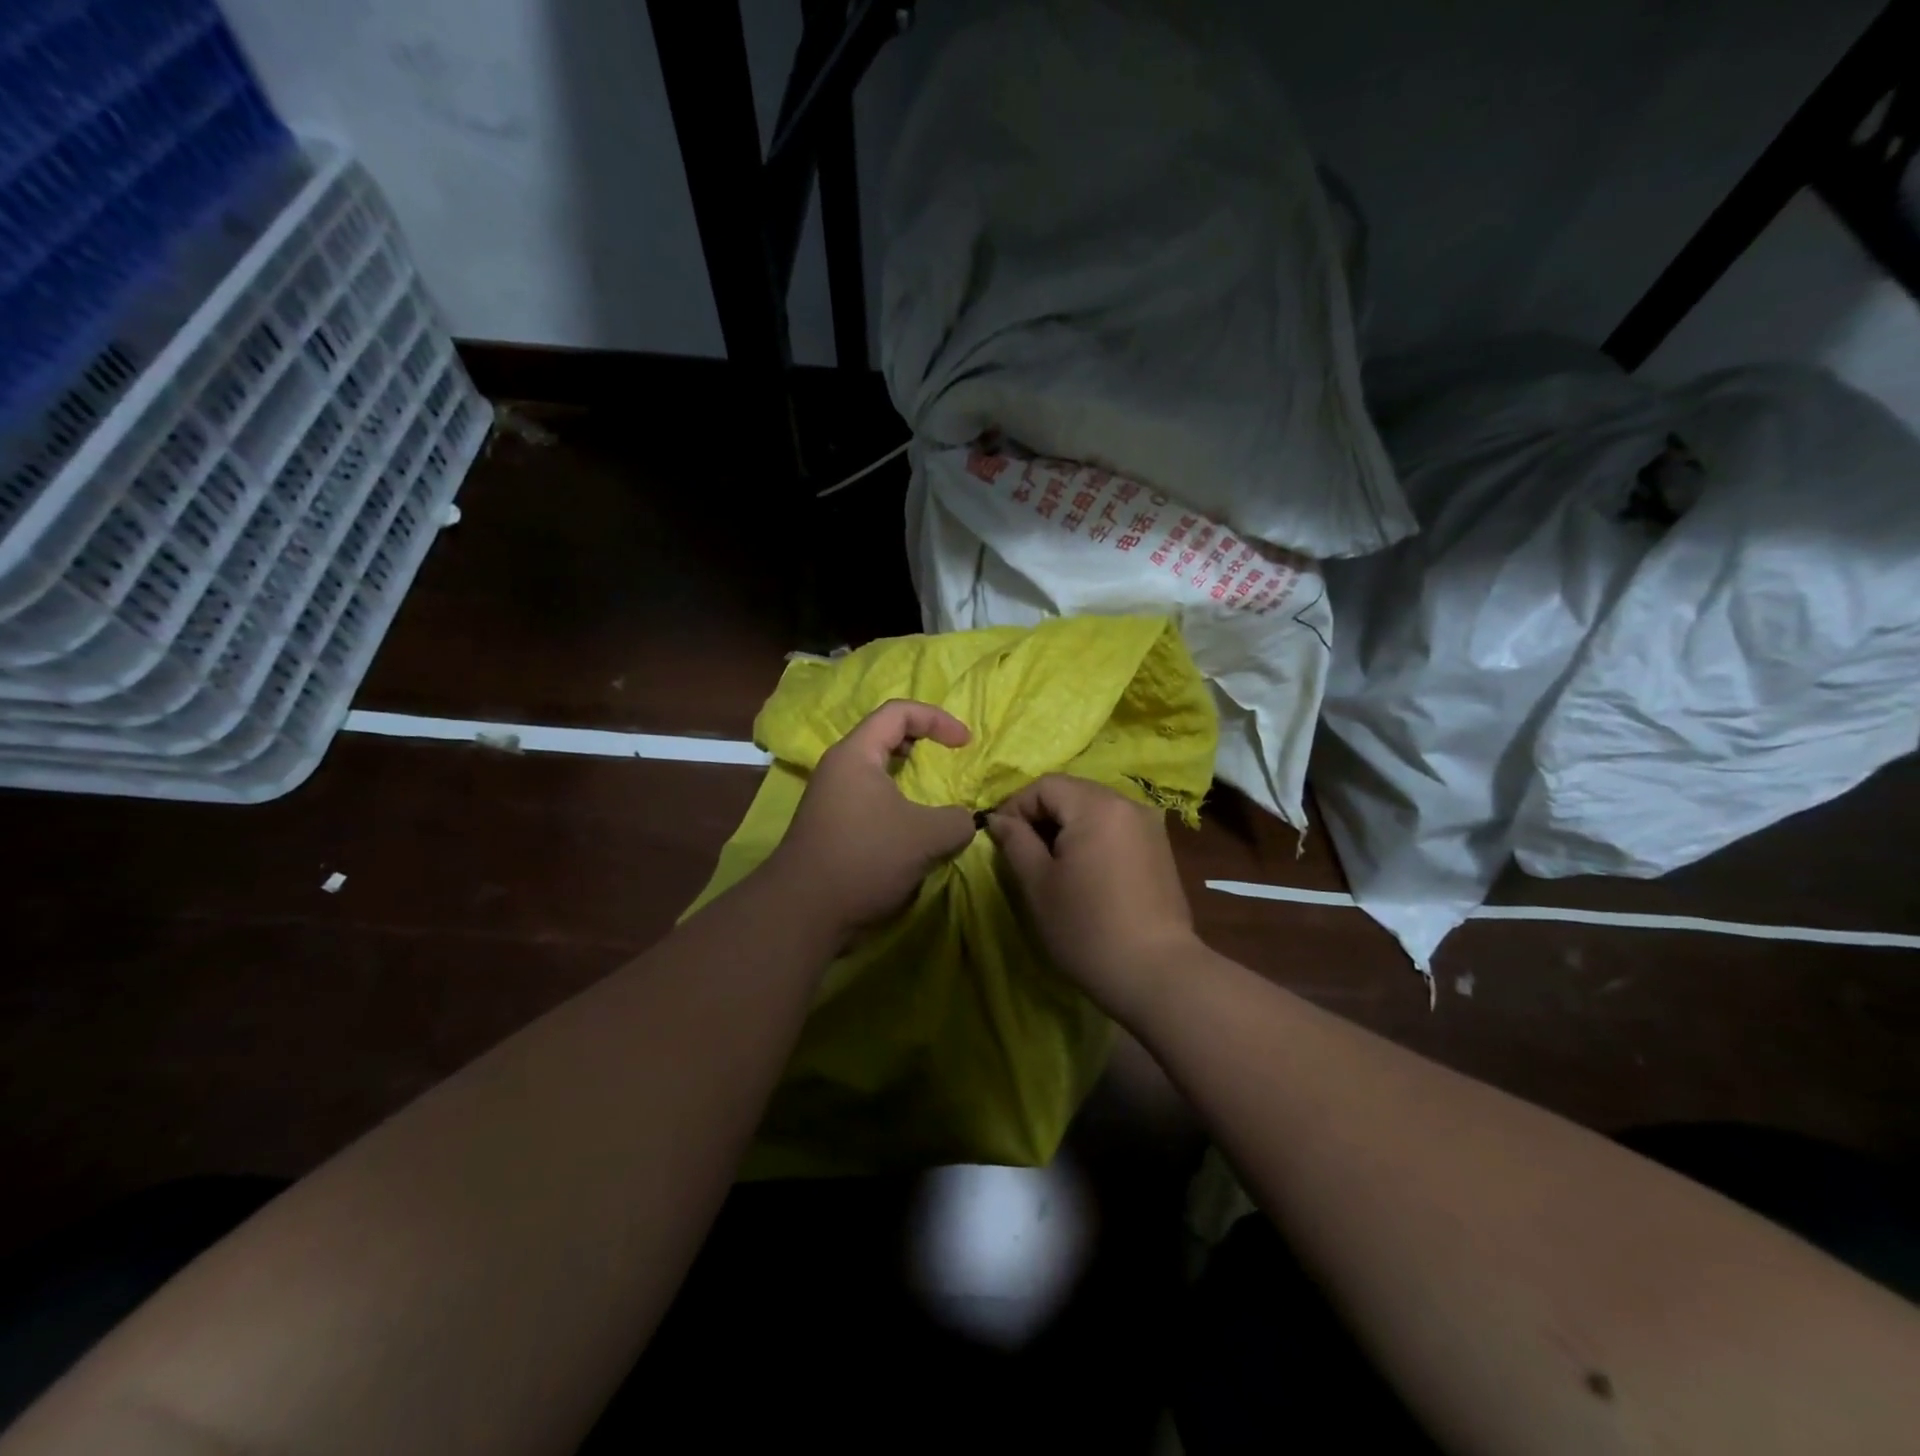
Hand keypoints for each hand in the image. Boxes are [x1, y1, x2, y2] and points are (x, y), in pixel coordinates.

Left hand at [765, 699, 977, 935]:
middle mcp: (839, 768)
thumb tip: (966, 821)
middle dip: (923, 743)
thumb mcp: (927, 837)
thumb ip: (957, 821)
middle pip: (885, 736)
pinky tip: (913, 830)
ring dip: (910, 778)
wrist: (804, 911)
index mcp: (856, 754)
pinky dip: (898, 803)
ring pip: (878, 771)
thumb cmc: (865, 858)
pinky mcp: (832, 825)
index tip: (966, 743)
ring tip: (936, 797)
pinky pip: (871, 799)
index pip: (899, 712)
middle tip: (950, 760)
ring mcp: (831, 798)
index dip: (937, 719)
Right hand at [987, 774, 1199, 1016]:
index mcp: (1097, 805)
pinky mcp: (1159, 848)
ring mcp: (1149, 825)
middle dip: (1041, 815)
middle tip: (1022, 852)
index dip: (1016, 806)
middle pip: (1072, 792)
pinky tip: (1084, 872)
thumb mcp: (1038, 884)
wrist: (1156, 973)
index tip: (1000, 839)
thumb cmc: (1087, 927)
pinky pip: (1115, 826)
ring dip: (1066, 827)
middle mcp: (1127, 804)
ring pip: (1094, 809)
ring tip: (1051, 864)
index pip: (1045, 786)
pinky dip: (1092, 837)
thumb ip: (1015, 842)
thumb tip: (998, 819)